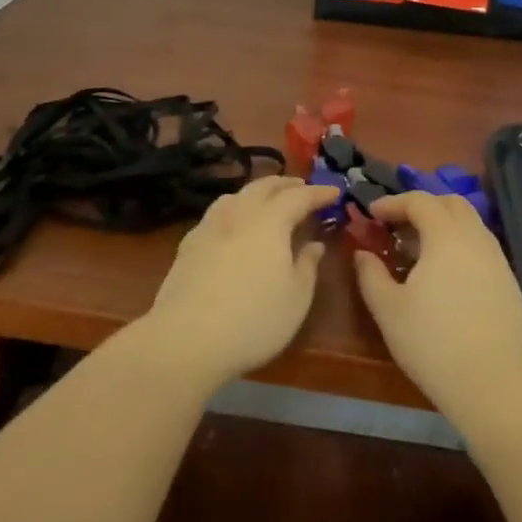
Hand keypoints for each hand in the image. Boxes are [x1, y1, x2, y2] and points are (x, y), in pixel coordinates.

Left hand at [137, 176, 337, 393]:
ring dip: (257, 192)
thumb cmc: (253, 319)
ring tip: (267, 200)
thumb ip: (307, 266)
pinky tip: (233, 225)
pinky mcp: (189, 244)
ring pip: (236, 195)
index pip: (299, 196)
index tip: (335, 191)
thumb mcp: (296, 299)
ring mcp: (210, 226)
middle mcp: (239, 214)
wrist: (186, 338)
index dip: (318, 192)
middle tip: (302, 187)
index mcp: (270, 221)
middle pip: (263, 187)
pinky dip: (234, 209)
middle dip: (286, 184)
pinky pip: (218, 213)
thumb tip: (314, 244)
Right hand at [353, 191, 521, 430]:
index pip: (420, 201)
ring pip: (470, 224)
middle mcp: (476, 239)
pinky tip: (446, 276)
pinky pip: (481, 247)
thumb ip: (371, 275)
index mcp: (446, 237)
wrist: (496, 388)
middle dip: (422, 206)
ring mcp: (498, 261)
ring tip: (419, 252)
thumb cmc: (434, 345)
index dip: (393, 202)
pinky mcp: (510, 283)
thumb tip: (363, 253)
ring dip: (443, 225)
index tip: (372, 214)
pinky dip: (460, 245)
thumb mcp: (389, 311)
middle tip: (398, 226)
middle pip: (451, 203)